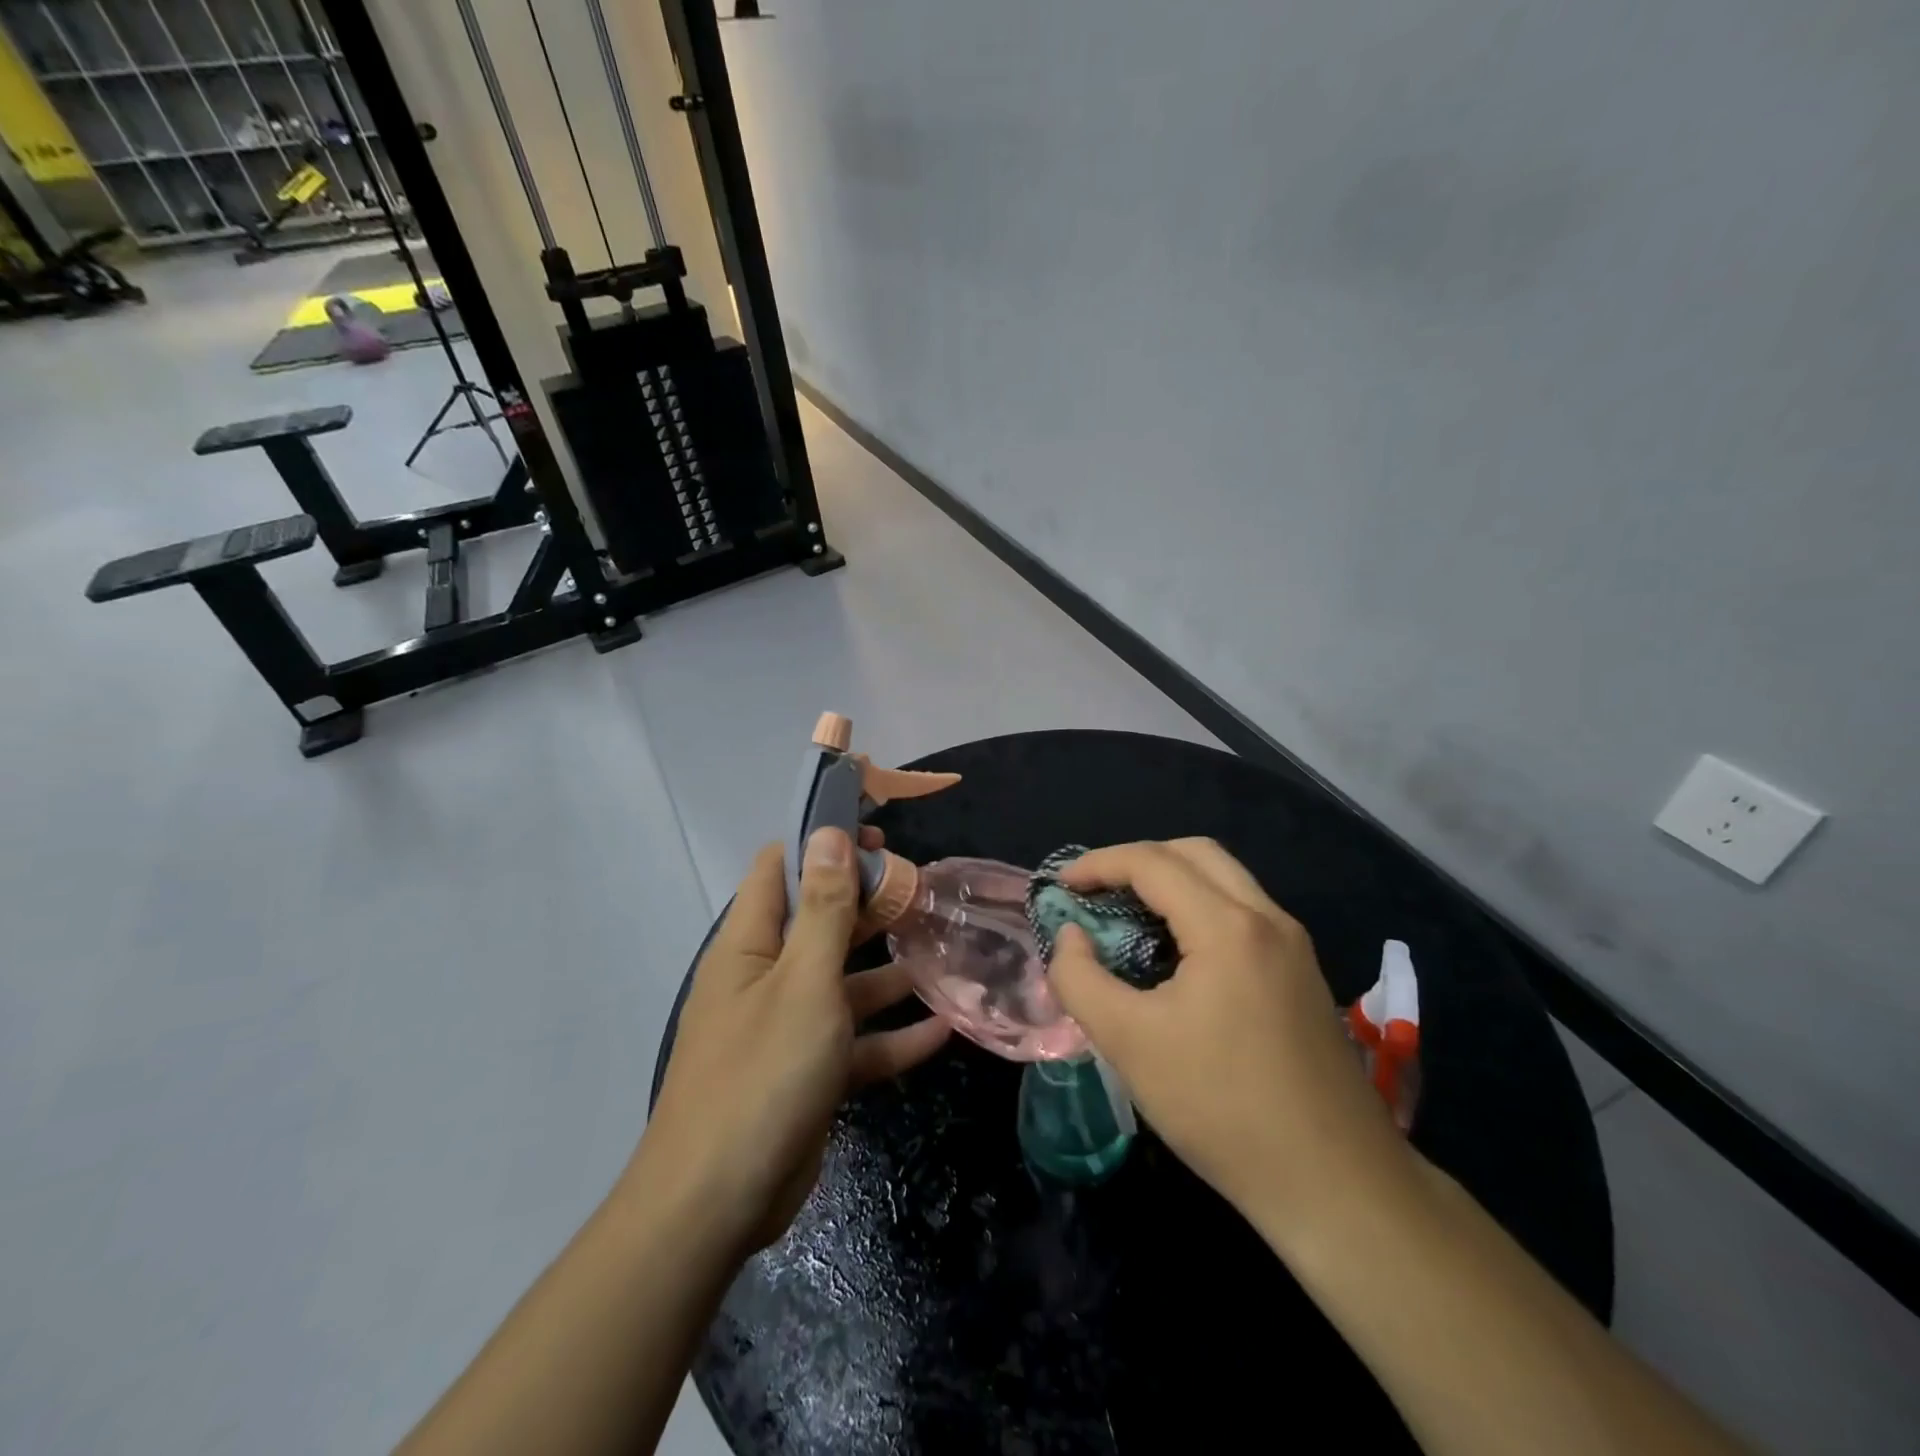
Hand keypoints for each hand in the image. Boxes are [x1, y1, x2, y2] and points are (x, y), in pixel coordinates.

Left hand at [636, 826, 951, 1253]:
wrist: (717, 1204)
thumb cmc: (761, 1073)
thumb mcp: (803, 981)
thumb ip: (824, 908)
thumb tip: (827, 832)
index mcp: (750, 944)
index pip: (782, 868)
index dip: (824, 843)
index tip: (877, 835)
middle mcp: (766, 977)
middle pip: (821, 923)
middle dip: (869, 905)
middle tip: (924, 891)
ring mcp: (788, 1028)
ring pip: (845, 983)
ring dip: (889, 971)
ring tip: (943, 951)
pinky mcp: (809, 1074)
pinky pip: (856, 1043)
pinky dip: (894, 1035)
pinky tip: (944, 1029)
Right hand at [1047, 838, 1412, 1243]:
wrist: (1336, 1185)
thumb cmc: (1222, 1108)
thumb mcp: (1129, 1044)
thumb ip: (1080, 978)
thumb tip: (1071, 936)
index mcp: (1229, 927)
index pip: (1153, 863)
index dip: (1099, 864)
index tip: (1061, 884)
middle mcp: (1268, 920)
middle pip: (1196, 853)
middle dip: (1138, 860)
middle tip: (1097, 891)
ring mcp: (1294, 946)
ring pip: (1226, 880)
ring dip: (1172, 881)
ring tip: (1129, 916)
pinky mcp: (1303, 975)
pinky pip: (1243, 913)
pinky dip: (1200, 908)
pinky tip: (1176, 954)